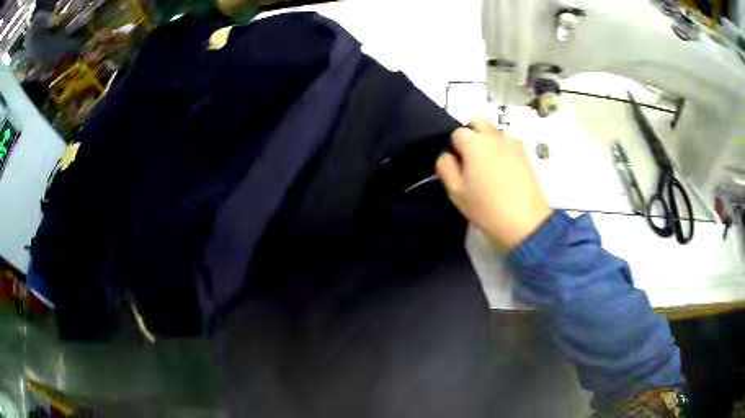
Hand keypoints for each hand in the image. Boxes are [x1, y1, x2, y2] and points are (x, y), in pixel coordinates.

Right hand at [436, 119, 552, 251]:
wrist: (526, 222)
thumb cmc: (486, 208)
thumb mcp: (456, 192)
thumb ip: (446, 168)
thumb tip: (448, 156)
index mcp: (473, 143)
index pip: (457, 133)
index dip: (455, 149)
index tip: (459, 167)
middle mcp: (493, 136)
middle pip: (478, 122)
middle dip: (472, 135)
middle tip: (473, 160)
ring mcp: (513, 143)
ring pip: (495, 132)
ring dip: (489, 142)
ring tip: (491, 168)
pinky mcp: (526, 153)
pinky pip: (509, 143)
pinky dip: (503, 150)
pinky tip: (506, 172)